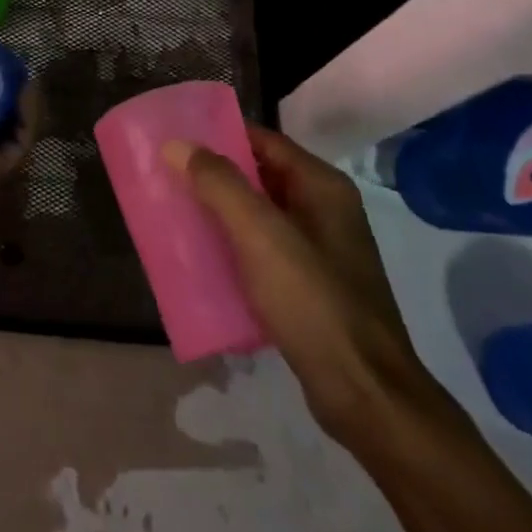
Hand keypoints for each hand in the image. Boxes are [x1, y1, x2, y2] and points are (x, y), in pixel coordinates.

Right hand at [163, 126, 432, 442]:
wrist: (364, 396)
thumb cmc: (313, 301)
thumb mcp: (260, 235)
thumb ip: (219, 184)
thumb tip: (177, 143)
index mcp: (322, 186)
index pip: (263, 140)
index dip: (220, 134)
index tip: (176, 137)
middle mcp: (324, 210)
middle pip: (260, 176)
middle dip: (214, 175)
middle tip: (166, 174)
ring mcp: (320, 251)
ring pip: (259, 217)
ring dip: (220, 213)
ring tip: (174, 212)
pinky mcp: (311, 288)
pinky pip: (262, 252)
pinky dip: (233, 248)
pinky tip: (202, 259)